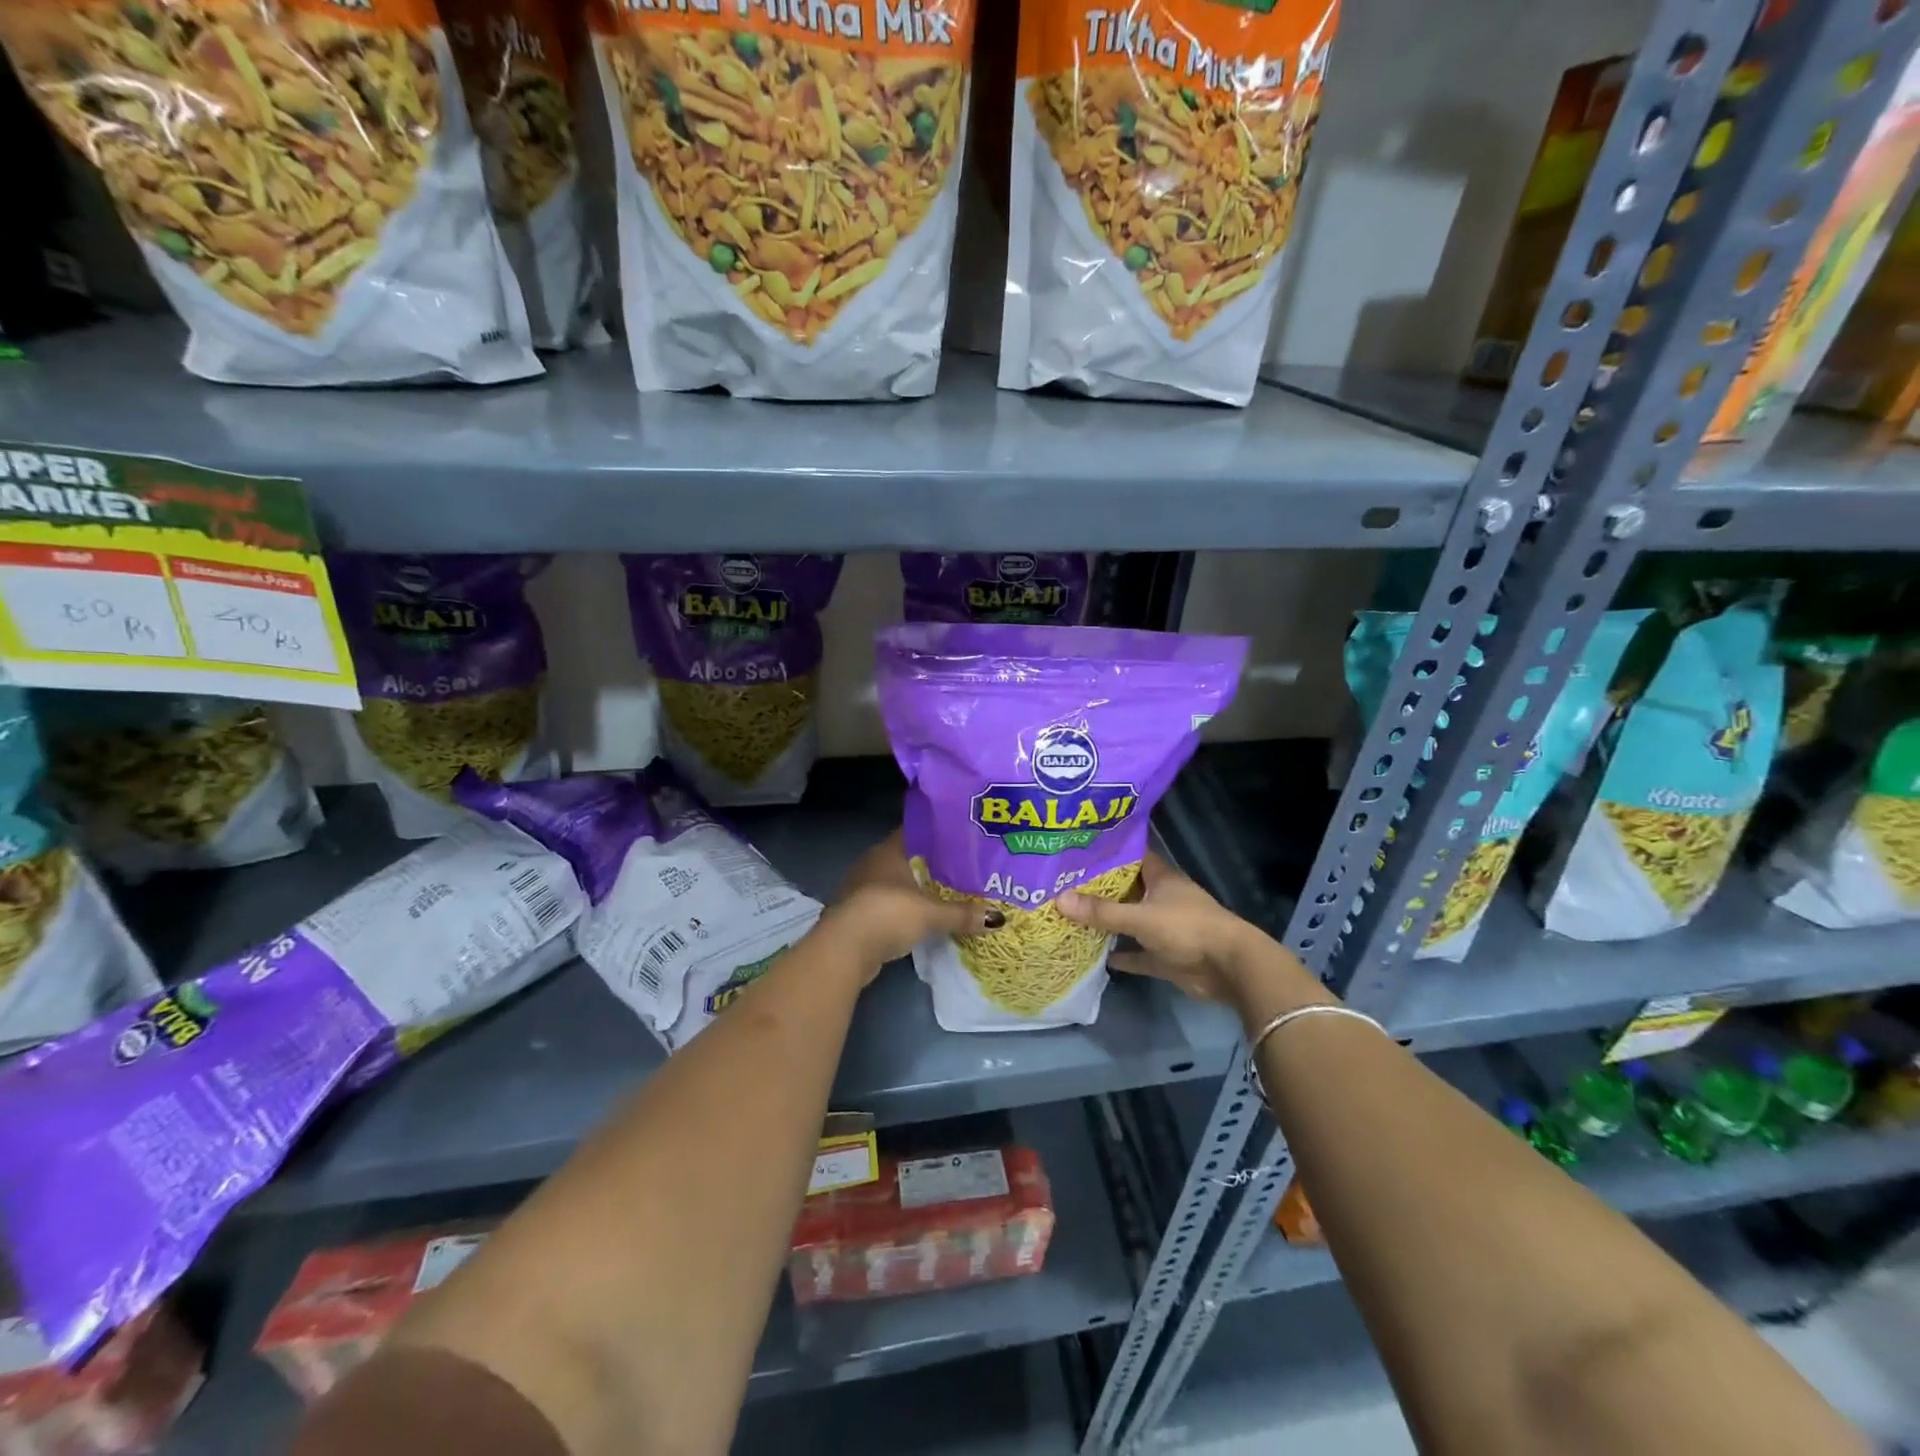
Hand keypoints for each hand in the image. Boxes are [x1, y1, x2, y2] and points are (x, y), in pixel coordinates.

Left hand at [828, 831, 1003, 977]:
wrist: (844, 949)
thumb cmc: (887, 914)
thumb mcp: (931, 914)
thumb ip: (962, 914)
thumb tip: (998, 918)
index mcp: (888, 851)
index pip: (916, 832)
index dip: (938, 834)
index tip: (961, 839)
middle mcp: (872, 864)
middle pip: (907, 859)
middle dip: (931, 865)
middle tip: (961, 869)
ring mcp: (861, 889)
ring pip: (896, 883)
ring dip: (915, 890)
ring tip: (946, 894)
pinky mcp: (857, 914)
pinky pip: (887, 905)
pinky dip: (903, 910)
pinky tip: (921, 918)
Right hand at [1054, 853, 1260, 1002]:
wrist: (1229, 968)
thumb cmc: (1187, 928)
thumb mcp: (1141, 917)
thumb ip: (1102, 911)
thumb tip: (1059, 900)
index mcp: (1160, 877)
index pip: (1130, 856)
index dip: (1105, 852)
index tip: (1075, 850)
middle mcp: (1161, 898)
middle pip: (1125, 889)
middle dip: (1097, 889)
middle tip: (1061, 884)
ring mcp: (1164, 928)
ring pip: (1129, 922)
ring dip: (1107, 923)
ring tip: (1070, 917)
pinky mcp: (1166, 956)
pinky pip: (1137, 953)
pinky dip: (1121, 955)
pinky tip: (1095, 956)